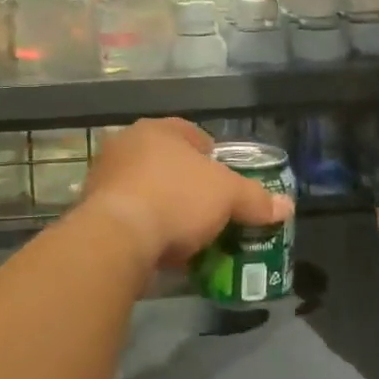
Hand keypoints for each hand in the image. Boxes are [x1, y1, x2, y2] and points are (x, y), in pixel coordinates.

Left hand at [80, 119, 291, 268]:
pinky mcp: (90, 211)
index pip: (192, 134)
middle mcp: (126, 145)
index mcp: (157, 129)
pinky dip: (146, 229)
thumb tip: (287, 206)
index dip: (214, 156)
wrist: (116, 238)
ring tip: (188, 235)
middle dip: (189, 185)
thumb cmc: (176, 199)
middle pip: (168, 163)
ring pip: (146, 190)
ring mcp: (104, 178)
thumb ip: (256, 199)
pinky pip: (129, 216)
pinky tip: (163, 249)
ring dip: (166, 208)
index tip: (226, 182)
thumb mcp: (228, 197)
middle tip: (210, 209)